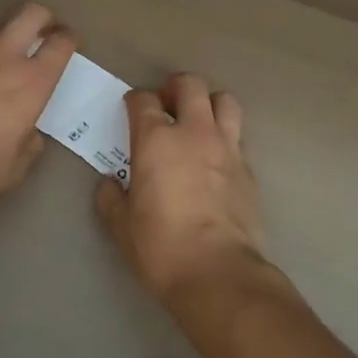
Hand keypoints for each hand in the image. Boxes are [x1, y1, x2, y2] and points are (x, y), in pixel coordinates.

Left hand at [0, 3, 76, 205]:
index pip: (61, 44)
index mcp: (32, 81)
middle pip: (32, 14)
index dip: (69, 39)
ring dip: (5, 30)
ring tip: (3, 47)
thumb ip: (28, 148)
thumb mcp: (12, 171)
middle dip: (42, 18)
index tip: (69, 43)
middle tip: (43, 31)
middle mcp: (5, 55)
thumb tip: (30, 137)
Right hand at [94, 73, 268, 306]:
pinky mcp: (248, 169)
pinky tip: (217, 160)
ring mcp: (226, 147)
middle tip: (167, 104)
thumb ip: (111, 199)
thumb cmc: (161, 246)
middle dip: (176, 87)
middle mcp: (193, 132)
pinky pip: (238, 138)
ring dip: (210, 104)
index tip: (131, 109)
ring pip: (224, 101)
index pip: (143, 100)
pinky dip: (226, 139)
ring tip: (199, 122)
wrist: (218, 272)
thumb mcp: (122, 227)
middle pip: (190, 85)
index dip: (135, 100)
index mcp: (156, 140)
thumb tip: (109, 184)